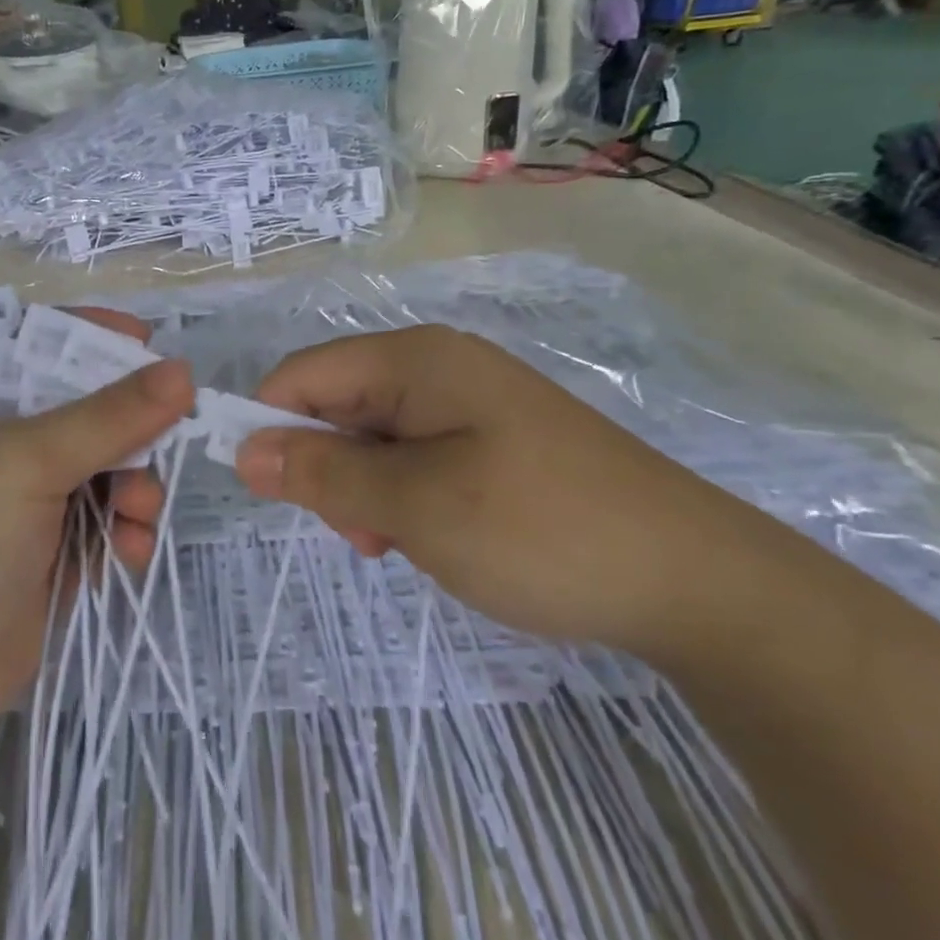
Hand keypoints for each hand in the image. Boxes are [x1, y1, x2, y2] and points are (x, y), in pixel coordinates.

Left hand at [0, 311, 193, 761]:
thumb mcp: (25, 462)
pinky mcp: (51, 551)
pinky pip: (108, 519)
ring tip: (139, 513)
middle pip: (88, 408)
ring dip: (135, 485)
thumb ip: (110, 416)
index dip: (95, 338)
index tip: (150, 343)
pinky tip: (131, 551)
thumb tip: (185, 371)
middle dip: (130, 428)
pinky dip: (127, 529)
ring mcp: (28, 499)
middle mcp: (2, 441)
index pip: (42, 344)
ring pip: (108, 466)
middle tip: (168, 438)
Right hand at [233, 325, 752, 651]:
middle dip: (329, 468)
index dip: (270, 425)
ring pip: (375, 437)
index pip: (304, 374)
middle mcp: (439, 366)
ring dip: (367, 490)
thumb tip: (244, 448)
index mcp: (415, 359)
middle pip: (339, 403)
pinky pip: (417, 456)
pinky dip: (406, 496)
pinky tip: (437, 538)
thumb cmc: (540, 530)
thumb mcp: (415, 505)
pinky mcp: (495, 440)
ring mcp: (471, 402)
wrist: (695, 580)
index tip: (265, 494)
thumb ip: (323, 471)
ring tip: (402, 544)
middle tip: (363, 535)